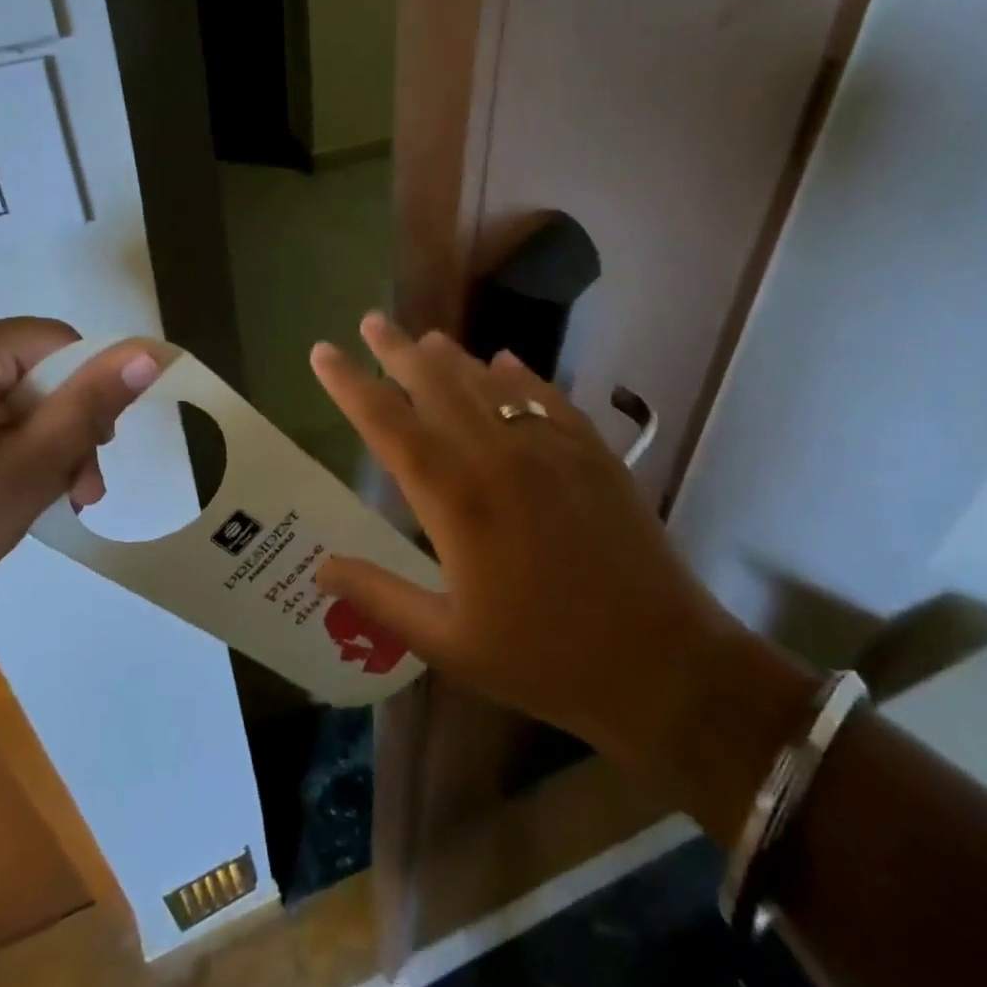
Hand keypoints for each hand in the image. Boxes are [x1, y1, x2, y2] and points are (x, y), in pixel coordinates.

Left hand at [0, 320, 158, 637]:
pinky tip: (12, 491)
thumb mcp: (34, 466)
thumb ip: (92, 403)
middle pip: (34, 369)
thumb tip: (147, 352)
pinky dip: (8, 445)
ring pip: (11, 395)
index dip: (91, 389)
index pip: (57, 342)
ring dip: (43, 442)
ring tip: (55, 499)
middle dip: (67, 426)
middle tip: (80, 490)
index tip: (98, 453)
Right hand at [312, 314, 798, 799]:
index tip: (322, 352)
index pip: (387, 423)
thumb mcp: (449, 642)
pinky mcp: (592, 453)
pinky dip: (519, 375)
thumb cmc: (545, 659)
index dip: (349, 384)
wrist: (665, 666)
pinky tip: (505, 362)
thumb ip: (380, 596)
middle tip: (372, 321)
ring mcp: (551, 448)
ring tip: (426, 338)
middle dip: (397, 350)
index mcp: (455, 499)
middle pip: (436, 384)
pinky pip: (546, 397)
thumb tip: (321, 567)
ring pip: (488, 383)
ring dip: (452, 357)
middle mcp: (497, 456)